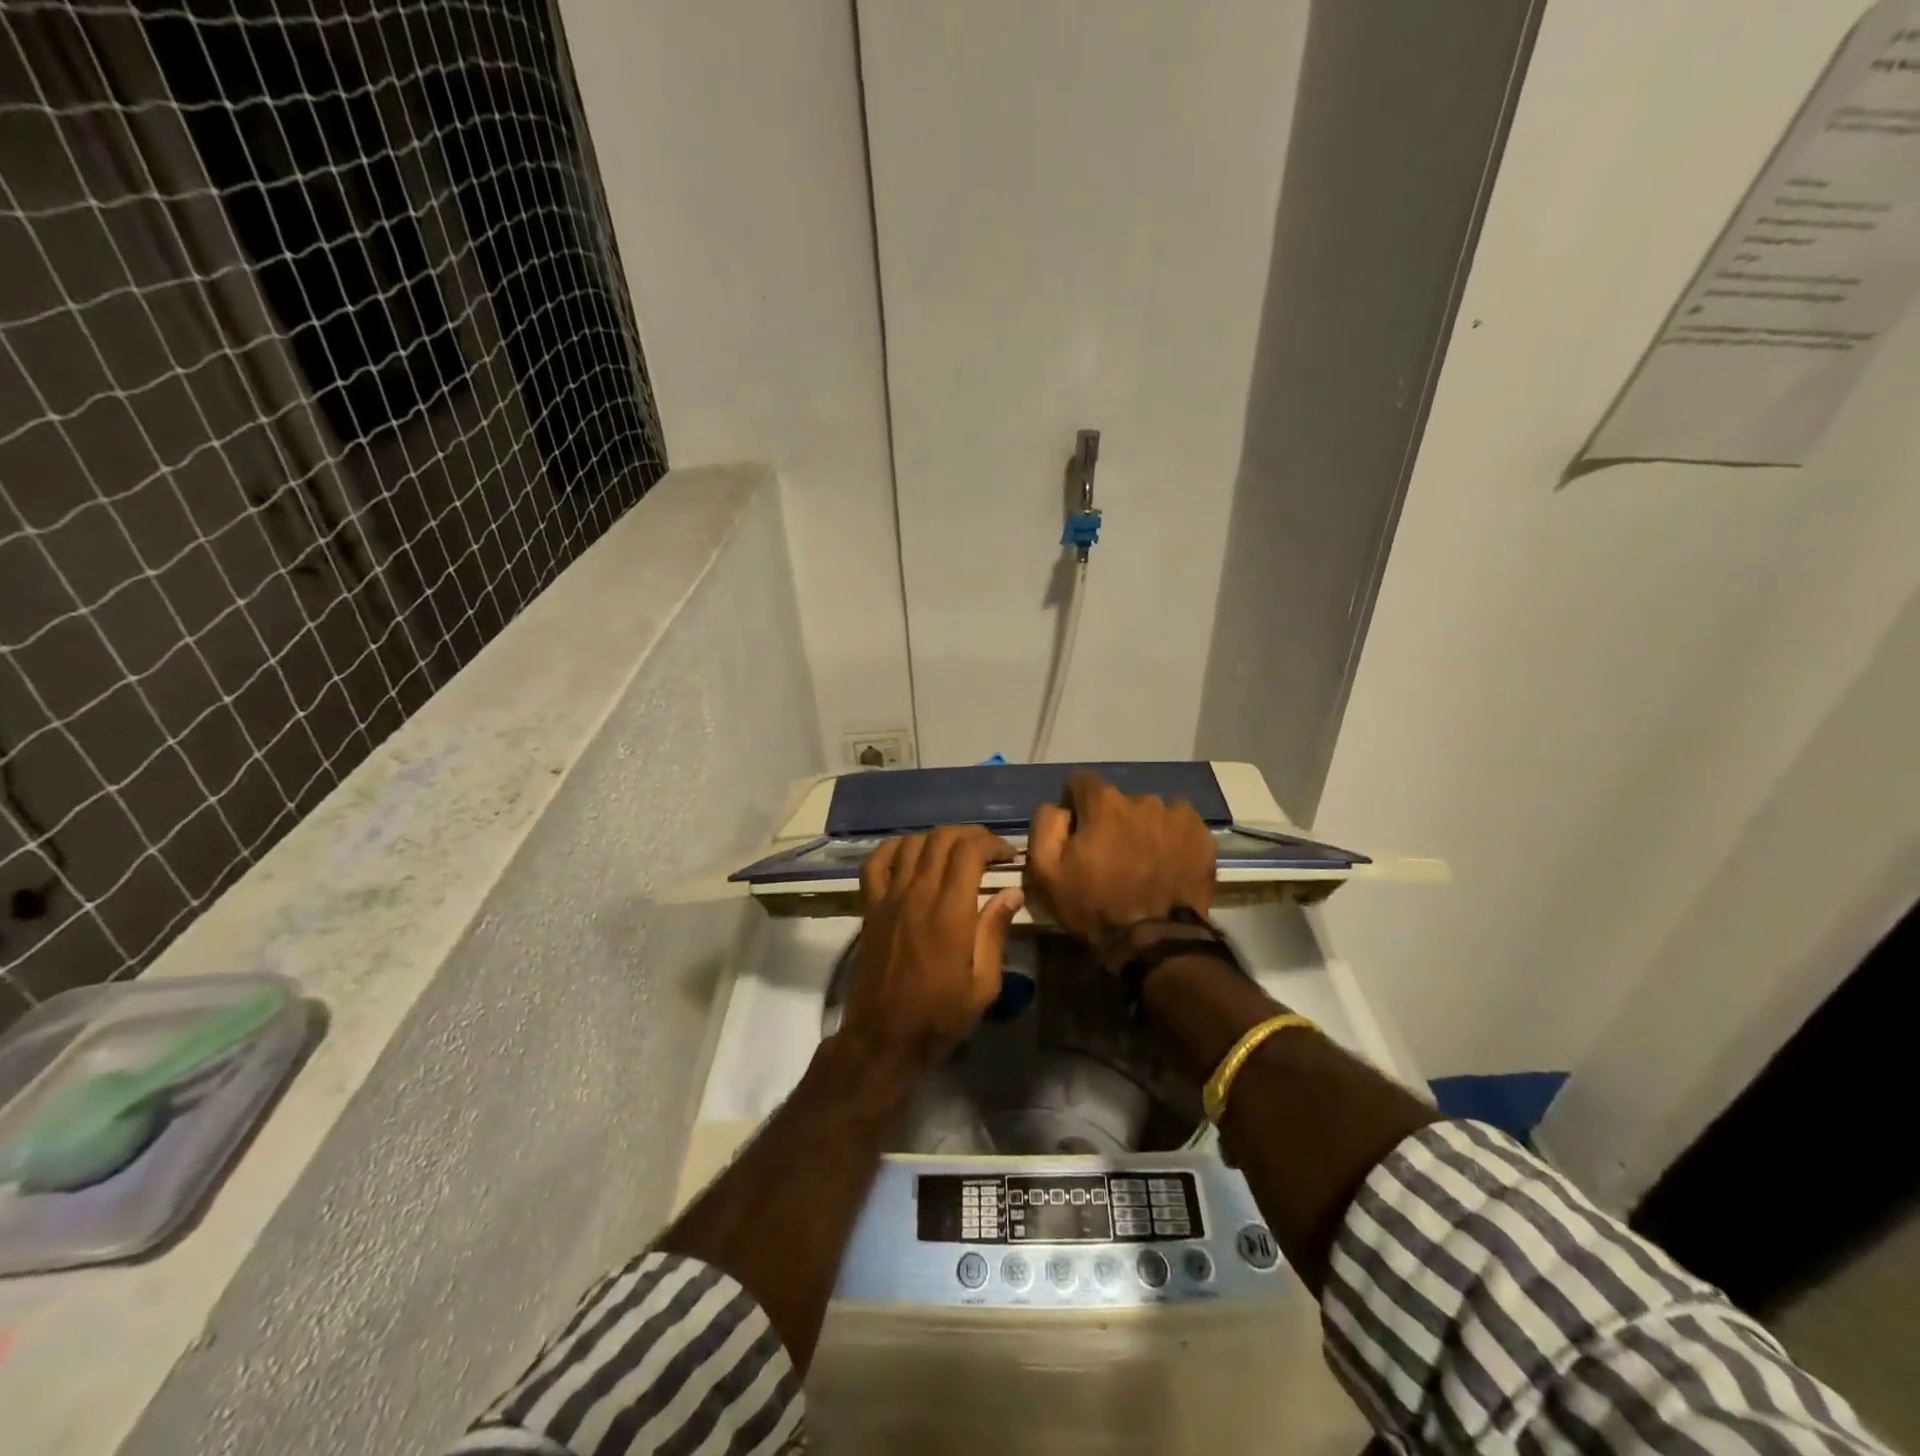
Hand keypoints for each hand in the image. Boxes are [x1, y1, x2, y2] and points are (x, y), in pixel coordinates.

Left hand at [844, 825, 1024, 1072]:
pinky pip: (876, 863)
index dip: (992, 843)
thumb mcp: (984, 984)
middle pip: (942, 838)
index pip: (969, 851)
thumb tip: (1012, 892)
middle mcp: (918, 895)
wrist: (884, 1038)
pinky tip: (911, 854)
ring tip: (955, 853)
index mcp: (950, 912)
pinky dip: (894, 848)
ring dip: (938, 839)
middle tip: (989, 851)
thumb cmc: (940, 1016)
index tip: (1009, 856)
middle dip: (970, 835)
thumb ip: (995, 932)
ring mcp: (889, 898)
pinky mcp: (870, 908)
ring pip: (912, 844)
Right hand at [1025, 769, 1214, 945]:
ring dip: (1141, 829)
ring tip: (1141, 863)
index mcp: (1103, 802)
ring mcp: (1177, 816)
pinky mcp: (1202, 836)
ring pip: (1150, 813)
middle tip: (1110, 856)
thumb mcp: (1045, 872)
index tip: (1076, 833)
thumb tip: (1059, 807)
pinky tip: (1166, 865)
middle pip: (1117, 801)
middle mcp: (1142, 799)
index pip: (1081, 781)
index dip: (1074, 805)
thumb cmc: (1093, 906)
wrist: (1154, 942)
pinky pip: (1179, 826)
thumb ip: (1045, 825)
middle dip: (1110, 821)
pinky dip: (1170, 840)